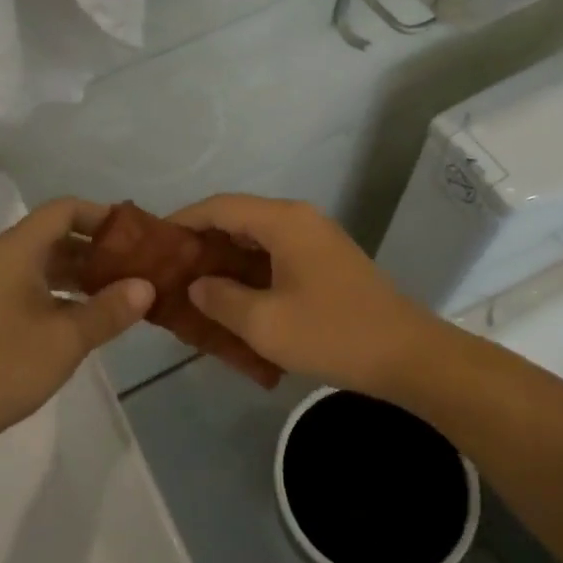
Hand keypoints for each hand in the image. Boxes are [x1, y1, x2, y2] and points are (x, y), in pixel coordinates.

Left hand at [0, 199, 153, 454]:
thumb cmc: (4, 366)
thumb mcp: (67, 339)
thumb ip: (109, 309)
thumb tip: (147, 286)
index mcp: (17, 250)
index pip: (64, 210)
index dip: (101, 215)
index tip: (137, 235)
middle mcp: (4, 258)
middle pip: (56, 233)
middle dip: (97, 246)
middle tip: (138, 265)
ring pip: (47, 262)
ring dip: (83, 272)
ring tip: (123, 290)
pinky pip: (36, 285)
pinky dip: (65, 292)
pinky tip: (91, 315)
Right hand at [168, 195, 439, 397]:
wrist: (409, 356)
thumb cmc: (333, 334)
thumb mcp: (265, 324)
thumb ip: (221, 300)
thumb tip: (197, 285)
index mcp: (284, 221)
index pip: (220, 207)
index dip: (183, 220)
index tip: (154, 242)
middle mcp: (299, 219)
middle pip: (238, 218)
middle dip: (202, 241)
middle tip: (170, 269)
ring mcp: (316, 239)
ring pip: (257, 238)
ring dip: (226, 258)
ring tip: (194, 285)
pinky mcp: (326, 261)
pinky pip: (276, 254)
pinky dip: (250, 270)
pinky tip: (234, 298)